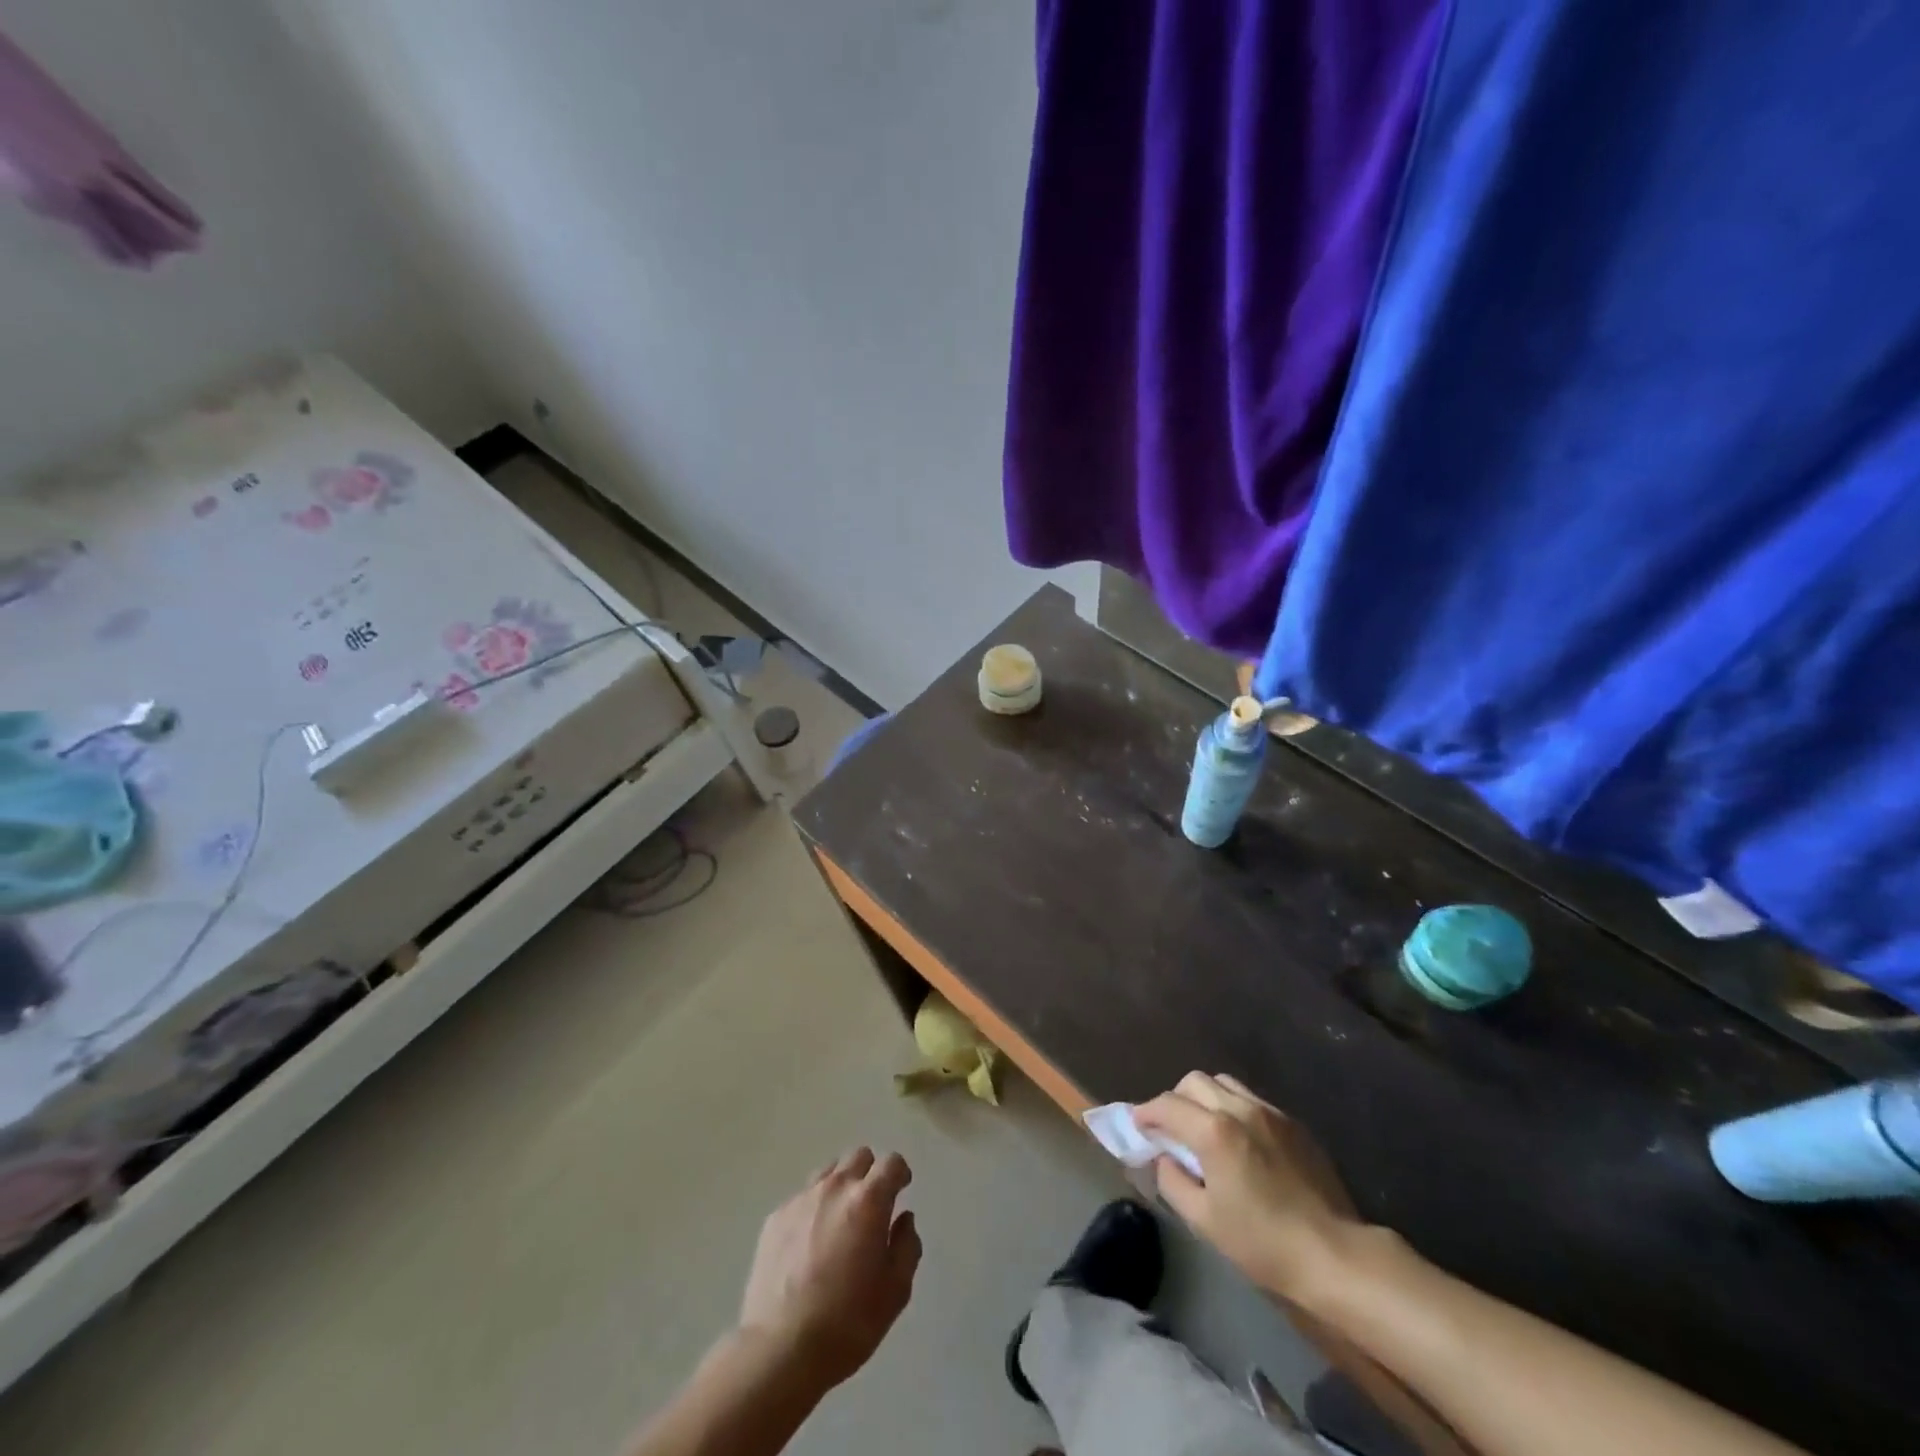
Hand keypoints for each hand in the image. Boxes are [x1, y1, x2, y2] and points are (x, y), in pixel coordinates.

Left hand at [737, 1148, 922, 1392]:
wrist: (778, 1349)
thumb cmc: (847, 1322)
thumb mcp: (895, 1292)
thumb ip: (906, 1246)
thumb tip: (904, 1220)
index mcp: (868, 1200)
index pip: (892, 1162)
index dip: (900, 1174)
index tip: (901, 1191)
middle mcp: (835, 1187)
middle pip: (859, 1156)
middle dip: (870, 1173)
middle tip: (871, 1207)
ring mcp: (801, 1199)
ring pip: (829, 1172)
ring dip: (840, 1187)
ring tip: (839, 1223)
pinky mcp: (775, 1217)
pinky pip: (802, 1198)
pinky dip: (813, 1209)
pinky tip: (809, 1245)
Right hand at [1135, 1072, 1360, 1300]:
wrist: (1335, 1254)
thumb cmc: (1263, 1243)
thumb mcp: (1204, 1221)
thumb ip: (1173, 1181)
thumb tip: (1164, 1158)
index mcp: (1214, 1131)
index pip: (1167, 1105)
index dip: (1146, 1112)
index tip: (1137, 1125)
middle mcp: (1239, 1108)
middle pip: (1194, 1081)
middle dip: (1174, 1099)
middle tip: (1171, 1128)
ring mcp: (1270, 1112)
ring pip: (1224, 1082)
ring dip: (1205, 1098)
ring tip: (1204, 1128)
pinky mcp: (1293, 1123)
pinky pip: (1252, 1099)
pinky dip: (1233, 1107)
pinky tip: (1239, 1139)